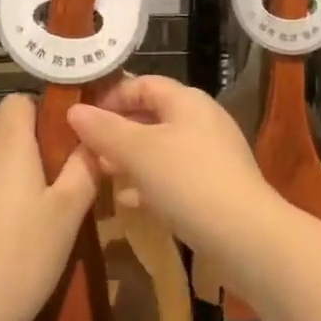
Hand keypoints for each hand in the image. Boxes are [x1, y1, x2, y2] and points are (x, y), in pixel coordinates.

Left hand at [0, 94, 98, 320]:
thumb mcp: (69, 209)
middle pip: (0, 119)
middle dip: (29, 130)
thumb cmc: (26, 252)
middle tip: (60, 160)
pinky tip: (14, 212)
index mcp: (8, 143)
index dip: (44, 108)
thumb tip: (93, 138)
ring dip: (11, 154)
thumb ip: (84, 166)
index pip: (18, 99)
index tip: (69, 131)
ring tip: (40, 187)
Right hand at [67, 75, 280, 253]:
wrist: (245, 236)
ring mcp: (212, 155)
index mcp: (187, 101)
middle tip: (88, 150)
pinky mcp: (215, 187)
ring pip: (161, 148)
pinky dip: (150, 183)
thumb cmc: (188, 181)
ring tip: (103, 175)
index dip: (112, 96)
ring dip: (131, 159)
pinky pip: (175, 176)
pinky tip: (130, 202)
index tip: (83, 118)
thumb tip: (75, 111)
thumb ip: (105, 130)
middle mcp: (202, 120)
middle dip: (118, 131)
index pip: (144, 84)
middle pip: (152, 116)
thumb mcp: (138, 152)